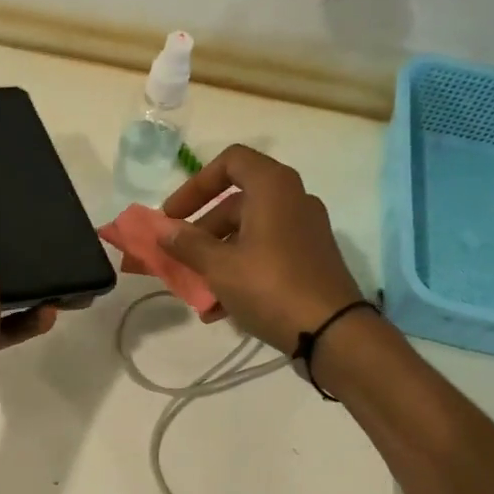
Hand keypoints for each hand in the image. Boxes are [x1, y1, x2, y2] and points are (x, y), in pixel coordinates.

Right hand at [157, 145, 365, 350]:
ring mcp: (304, 231)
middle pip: (236, 203)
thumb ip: (187, 244)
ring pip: (248, 233)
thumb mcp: (219, 266)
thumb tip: (162, 230)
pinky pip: (265, 254)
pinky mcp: (310, 259)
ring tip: (195, 291)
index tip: (173, 215)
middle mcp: (292, 200)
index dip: (196, 185)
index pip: (230, 161)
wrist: (331, 331)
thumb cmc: (270, 286)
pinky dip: (239, 271)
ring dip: (216, 257)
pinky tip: (218, 309)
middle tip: (179, 257)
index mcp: (273, 187)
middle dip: (201, 231)